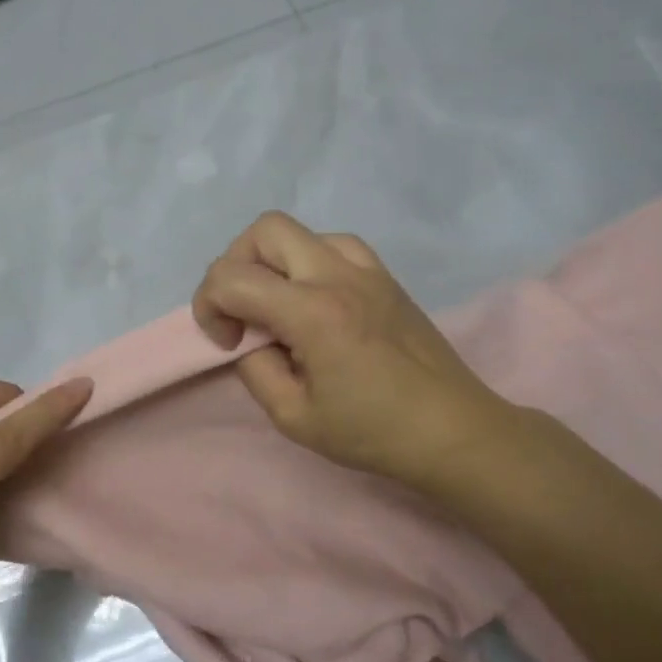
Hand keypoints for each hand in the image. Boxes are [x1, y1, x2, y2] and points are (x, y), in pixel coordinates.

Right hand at [192, 212, 515, 493]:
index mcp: (313, 313)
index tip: (227, 343)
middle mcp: (338, 276)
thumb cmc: (373, 432)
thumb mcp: (294, 417)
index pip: (232, 277)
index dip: (208, 306)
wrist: (453, 430)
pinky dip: (309, 261)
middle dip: (235, 265)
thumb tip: (247, 338)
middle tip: (242, 311)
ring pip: (300, 231)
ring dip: (273, 260)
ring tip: (278, 305)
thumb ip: (256, 368)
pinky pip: (334, 244)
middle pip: (264, 229)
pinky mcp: (385, 276)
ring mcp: (367, 269)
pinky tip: (316, 299)